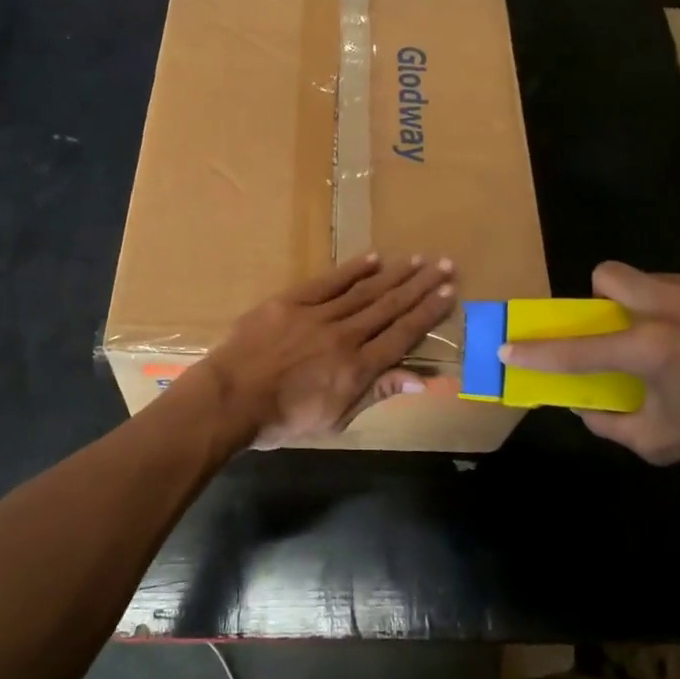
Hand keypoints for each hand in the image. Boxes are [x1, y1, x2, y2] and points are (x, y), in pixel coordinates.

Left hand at [197, 253, 456, 448]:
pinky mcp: (291, 302)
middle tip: (444, 266)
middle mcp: (345, 336)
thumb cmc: (282, 420)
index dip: (428, 314)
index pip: (402, 335)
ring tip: (417, 260)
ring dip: (394, 275)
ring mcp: (317, 316)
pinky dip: (352, 270)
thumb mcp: (335, 420)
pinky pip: (328, 282)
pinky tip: (373, 258)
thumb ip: (376, 393)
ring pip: (364, 291)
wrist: (230, 399)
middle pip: (390, 307)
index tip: (449, 294)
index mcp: (357, 369)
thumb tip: (419, 378)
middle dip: (420, 286)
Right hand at [499, 261, 679, 470]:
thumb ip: (609, 423)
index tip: (507, 348)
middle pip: (606, 275)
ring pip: (651, 279)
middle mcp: (669, 305)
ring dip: (650, 304)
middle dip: (601, 300)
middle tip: (620, 329)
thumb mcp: (661, 443)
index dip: (535, 352)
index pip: (576, 349)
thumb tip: (582, 404)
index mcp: (650, 349)